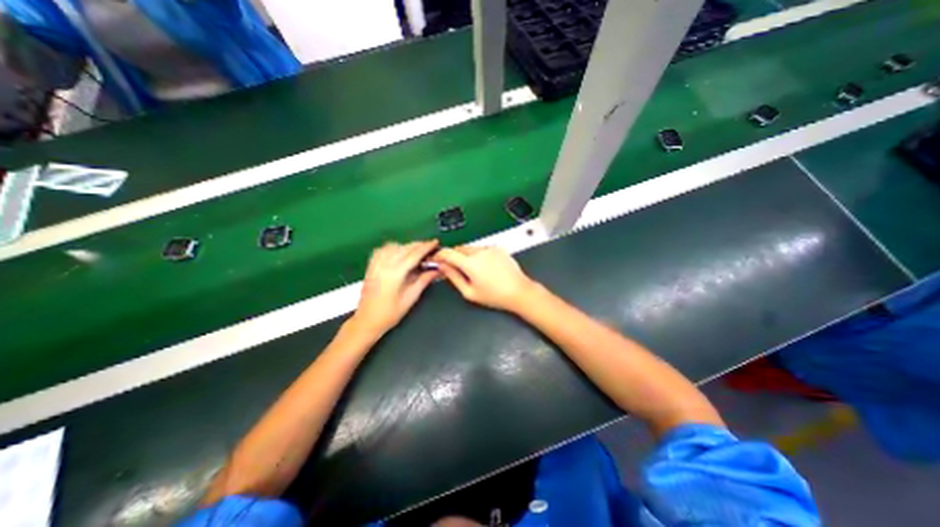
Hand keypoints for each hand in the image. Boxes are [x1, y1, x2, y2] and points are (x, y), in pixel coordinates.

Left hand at [354, 241, 441, 335]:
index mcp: (395, 274)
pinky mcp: (371, 266)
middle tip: (430, 246)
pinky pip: (382, 250)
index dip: (426, 247)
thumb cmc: (389, 314)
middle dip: (419, 245)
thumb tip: (436, 270)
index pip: (414, 255)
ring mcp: (376, 265)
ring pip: (394, 246)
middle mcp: (384, 266)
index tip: (435, 242)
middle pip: (404, 248)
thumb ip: (423, 281)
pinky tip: (399, 252)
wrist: (367, 321)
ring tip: (417, 250)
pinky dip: (393, 248)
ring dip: (407, 246)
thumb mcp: (410, 298)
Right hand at [432, 247, 535, 313]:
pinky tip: (485, 267)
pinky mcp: (498, 249)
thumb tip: (443, 267)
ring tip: (474, 271)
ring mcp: (490, 249)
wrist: (519, 291)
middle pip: (459, 249)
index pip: (448, 253)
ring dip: (466, 256)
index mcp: (471, 263)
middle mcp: (480, 252)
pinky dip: (479, 255)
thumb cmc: (496, 295)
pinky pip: (482, 249)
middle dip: (454, 256)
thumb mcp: (469, 292)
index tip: (436, 259)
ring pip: (470, 248)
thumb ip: (453, 277)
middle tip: (455, 269)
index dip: (439, 255)